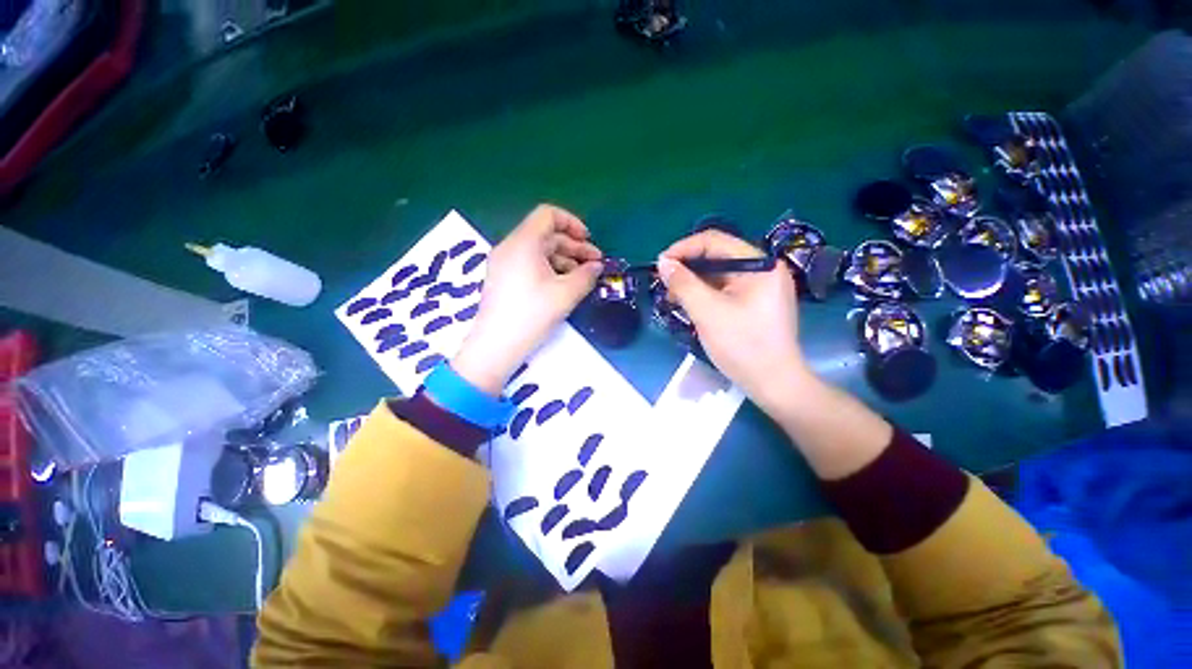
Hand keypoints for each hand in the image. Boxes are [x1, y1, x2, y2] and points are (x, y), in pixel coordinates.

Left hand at [451, 205, 603, 395]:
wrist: (496, 346)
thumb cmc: (532, 314)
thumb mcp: (566, 294)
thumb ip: (586, 275)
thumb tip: (597, 266)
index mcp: (524, 242)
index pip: (548, 215)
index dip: (572, 223)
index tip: (589, 241)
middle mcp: (511, 247)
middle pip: (546, 234)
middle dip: (574, 246)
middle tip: (595, 264)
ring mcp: (504, 263)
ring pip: (539, 251)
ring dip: (564, 259)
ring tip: (583, 278)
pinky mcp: (503, 279)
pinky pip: (530, 264)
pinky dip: (550, 269)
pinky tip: (564, 285)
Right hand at [657, 230, 812, 413]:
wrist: (774, 384)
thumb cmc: (743, 346)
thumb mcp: (708, 312)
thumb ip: (684, 284)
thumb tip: (664, 263)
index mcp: (759, 264)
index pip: (714, 241)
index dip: (683, 249)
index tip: (660, 265)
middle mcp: (763, 269)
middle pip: (717, 257)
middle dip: (687, 269)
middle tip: (665, 286)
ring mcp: (762, 287)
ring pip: (719, 274)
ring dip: (694, 283)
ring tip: (675, 300)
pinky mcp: (757, 302)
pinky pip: (725, 289)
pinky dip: (705, 294)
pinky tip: (691, 307)